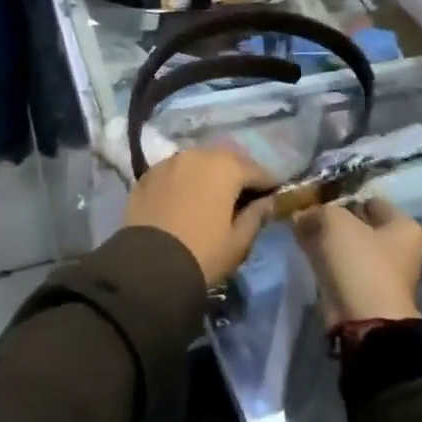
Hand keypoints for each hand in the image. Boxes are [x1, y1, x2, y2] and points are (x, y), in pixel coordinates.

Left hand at [122, 147, 273, 285]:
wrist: (148, 266)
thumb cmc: (203, 253)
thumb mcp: (238, 242)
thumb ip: (256, 216)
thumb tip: (267, 202)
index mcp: (225, 167)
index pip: (256, 170)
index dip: (268, 183)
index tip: (274, 195)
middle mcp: (197, 155)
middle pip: (226, 158)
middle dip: (239, 172)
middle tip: (245, 193)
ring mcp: (169, 162)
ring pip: (198, 160)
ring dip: (210, 172)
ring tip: (214, 194)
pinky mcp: (148, 174)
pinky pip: (175, 170)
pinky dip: (186, 178)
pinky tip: (186, 196)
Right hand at [292, 196, 421, 326]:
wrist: (363, 321)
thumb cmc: (360, 262)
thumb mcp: (336, 222)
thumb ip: (318, 211)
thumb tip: (302, 215)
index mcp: (405, 227)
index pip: (371, 201)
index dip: (344, 196)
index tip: (318, 196)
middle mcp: (398, 248)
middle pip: (358, 223)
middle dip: (331, 218)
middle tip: (304, 211)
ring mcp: (380, 271)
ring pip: (345, 245)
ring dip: (324, 237)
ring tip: (298, 228)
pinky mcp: (361, 290)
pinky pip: (338, 264)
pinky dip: (322, 257)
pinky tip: (302, 247)